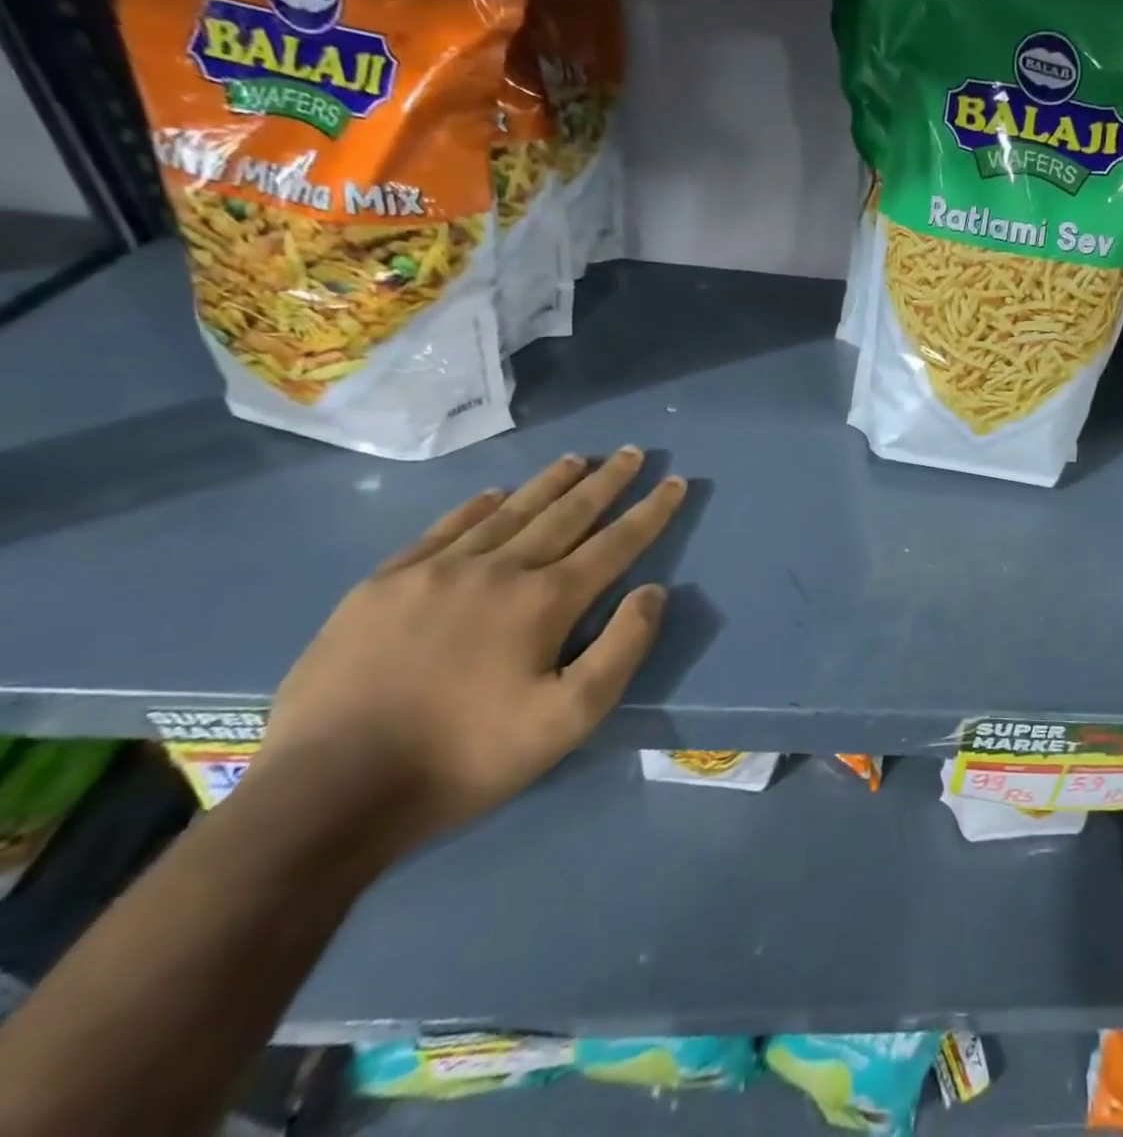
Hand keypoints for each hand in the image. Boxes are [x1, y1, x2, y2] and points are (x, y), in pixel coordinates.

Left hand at [255, 449, 686, 852]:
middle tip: (630, 452)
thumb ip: (621, 649)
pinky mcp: (383, 584)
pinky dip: (477, 506)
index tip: (675, 480)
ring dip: (548, 484)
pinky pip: (443, 529)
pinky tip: (494, 493)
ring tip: (575, 459)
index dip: (651, 511)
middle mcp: (497, 569)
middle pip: (565, 514)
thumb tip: (654, 591)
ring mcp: (435, 571)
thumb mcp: (568, 720)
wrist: (328, 791)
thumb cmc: (465, 757)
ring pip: (508, 512)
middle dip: (605, 481)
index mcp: (544, 601)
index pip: (614, 543)